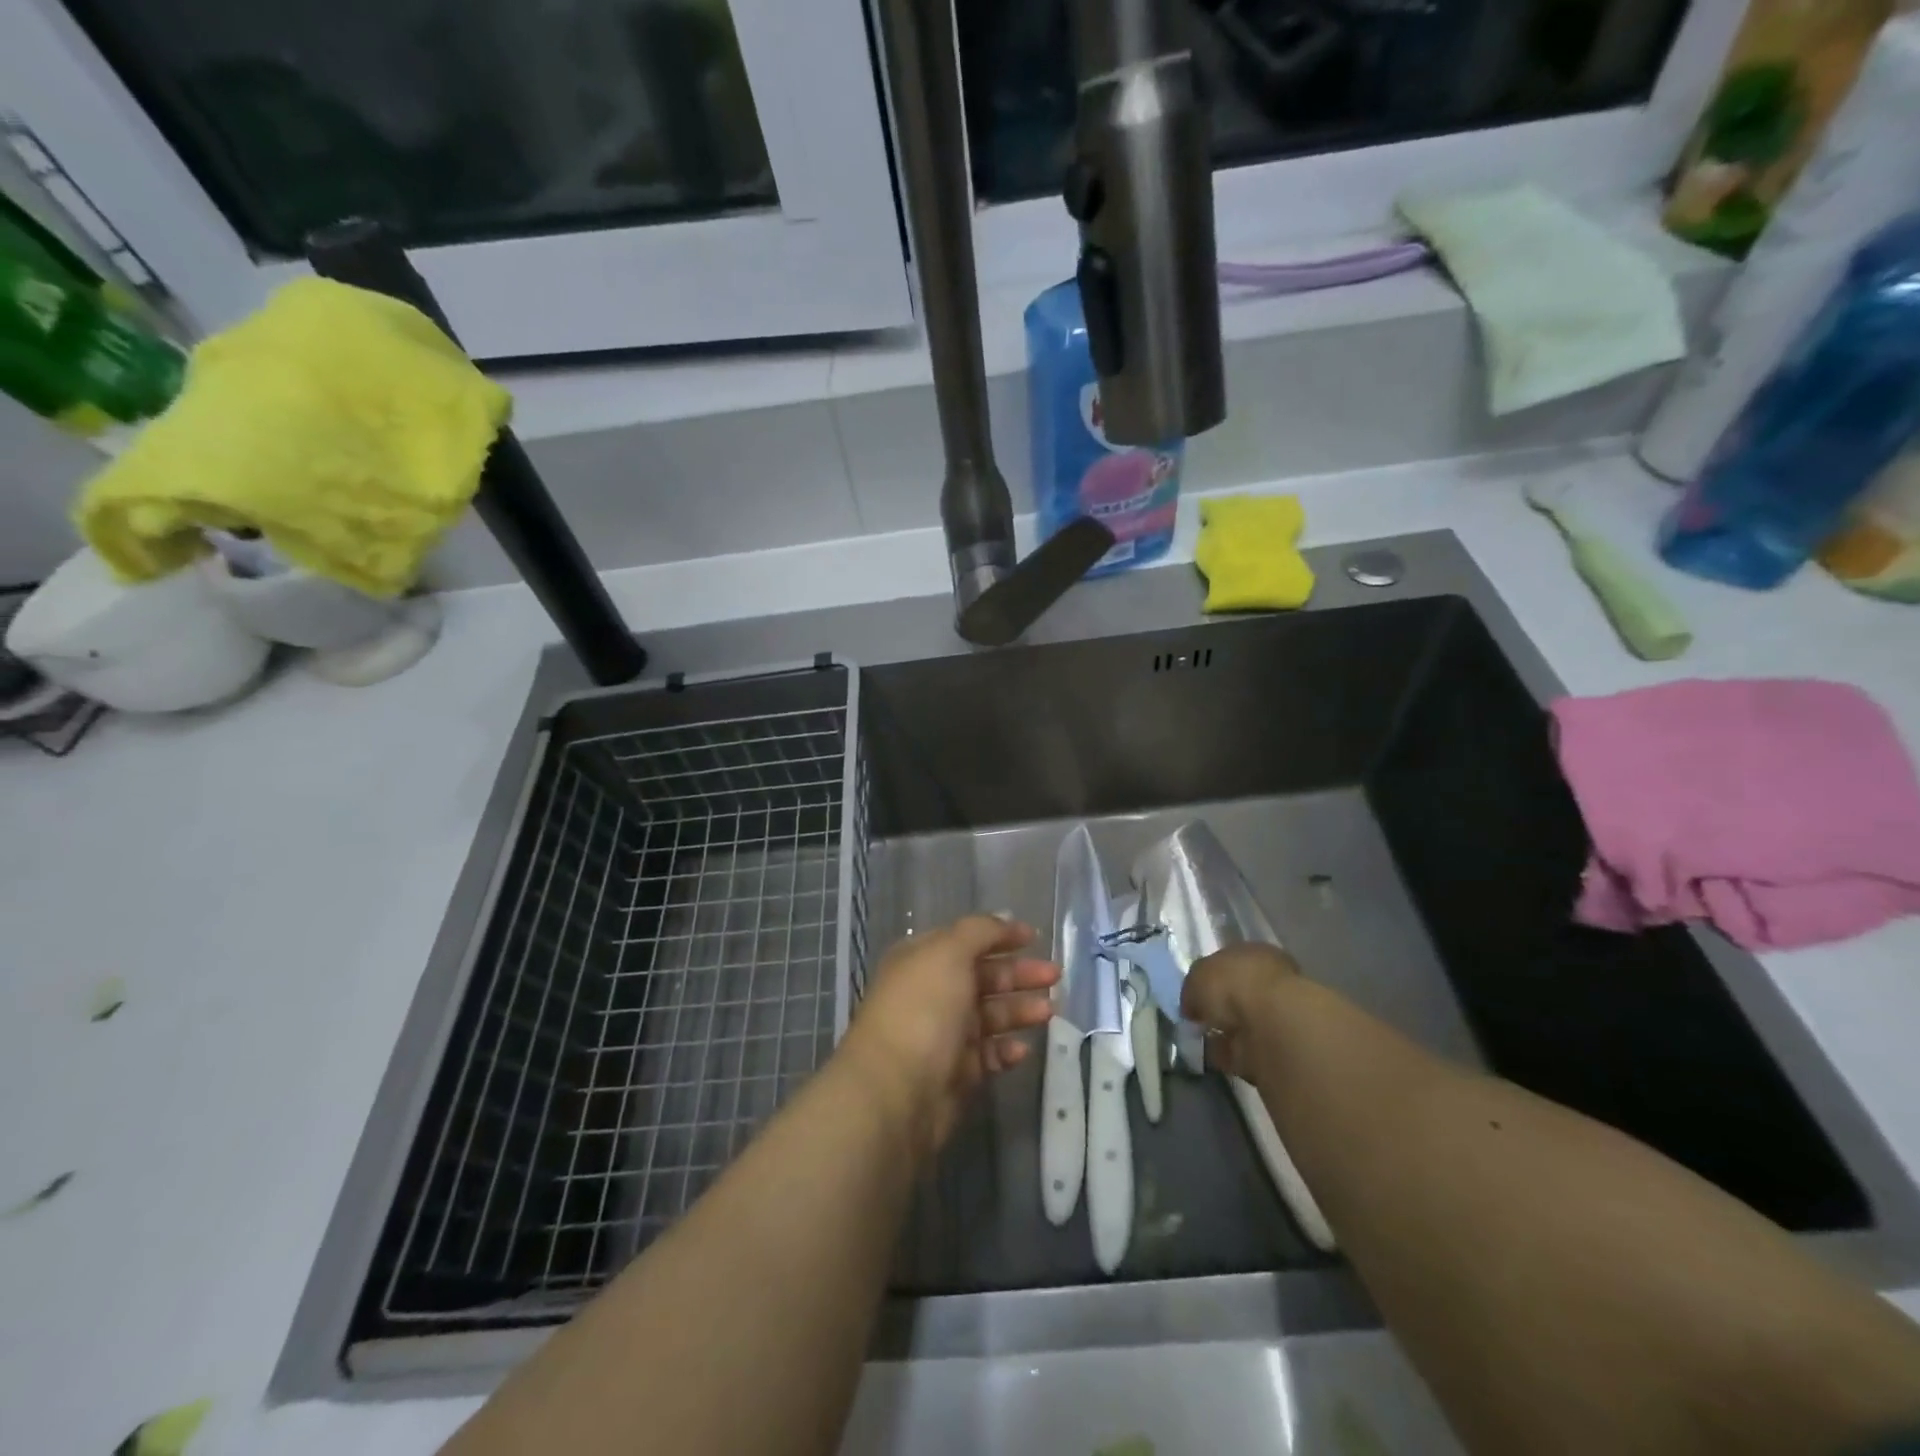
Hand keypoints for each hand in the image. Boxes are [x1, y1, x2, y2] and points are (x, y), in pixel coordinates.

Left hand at [841, 915, 1059, 1159]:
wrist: (895, 1091)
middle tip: (1055, 975)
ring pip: (989, 1016)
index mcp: (922, 960)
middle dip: (1019, 974)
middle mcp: (932, 993)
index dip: (999, 936)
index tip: (1035, 937)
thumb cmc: (922, 1009)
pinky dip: (1006, 1049)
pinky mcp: (955, 1074)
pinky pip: (988, 1055)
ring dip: (1019, 1010)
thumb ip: (979, 932)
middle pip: (983, 977)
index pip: (966, 940)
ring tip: (1049, 1011)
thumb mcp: (948, 953)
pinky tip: (1023, 1049)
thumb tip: (1005, 919)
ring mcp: (943, 1035)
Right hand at [1180, 942, 1302, 1079]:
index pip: (1229, 962)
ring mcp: (1275, 1015)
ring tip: (1200, 1039)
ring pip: (1242, 1021)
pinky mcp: (1276, 1047)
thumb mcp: (1197, 976)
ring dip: (1223, 1031)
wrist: (1271, 1025)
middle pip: (1237, 993)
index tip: (1193, 995)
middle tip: (1197, 1019)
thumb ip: (1193, 988)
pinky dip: (1228, 1053)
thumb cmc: (1233, 984)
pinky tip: (1211, 1056)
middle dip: (1218, 1007)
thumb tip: (1192, 1005)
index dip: (1209, 978)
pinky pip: (1243, 1048)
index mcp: (1254, 953)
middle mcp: (1268, 980)